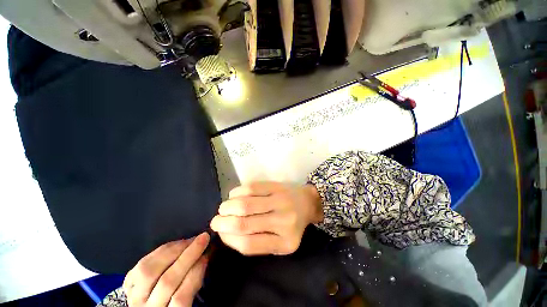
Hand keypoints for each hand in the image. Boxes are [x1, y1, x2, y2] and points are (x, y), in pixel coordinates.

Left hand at [123, 232, 209, 306]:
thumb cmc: (173, 303)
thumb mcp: (187, 301)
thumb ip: (193, 284)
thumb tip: (203, 257)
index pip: (181, 297)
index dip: (195, 273)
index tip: (207, 255)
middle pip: (167, 281)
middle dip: (188, 255)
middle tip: (203, 238)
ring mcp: (133, 297)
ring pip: (149, 270)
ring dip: (173, 250)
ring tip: (188, 240)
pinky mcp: (127, 285)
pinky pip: (140, 264)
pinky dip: (158, 251)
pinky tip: (172, 246)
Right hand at [210, 182, 322, 255]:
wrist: (308, 203)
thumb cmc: (292, 225)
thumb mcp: (280, 243)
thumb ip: (258, 243)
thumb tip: (227, 234)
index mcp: (284, 243)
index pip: (249, 245)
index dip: (229, 239)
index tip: (221, 233)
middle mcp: (283, 222)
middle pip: (244, 223)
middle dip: (223, 222)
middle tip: (216, 220)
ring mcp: (281, 201)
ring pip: (245, 204)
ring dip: (228, 206)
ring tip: (223, 208)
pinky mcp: (277, 187)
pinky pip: (252, 188)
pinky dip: (237, 192)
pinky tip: (234, 195)